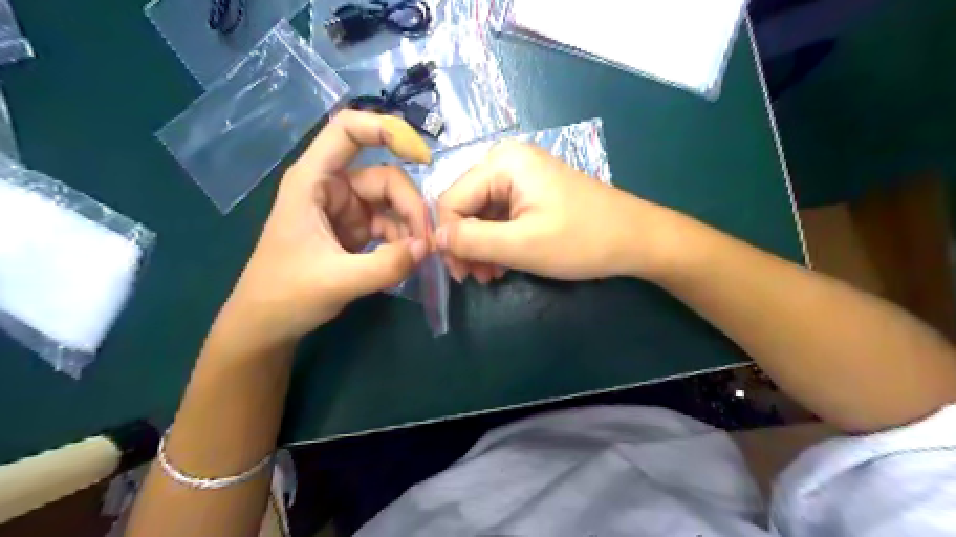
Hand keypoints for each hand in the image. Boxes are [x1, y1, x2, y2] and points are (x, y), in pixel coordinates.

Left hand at [217, 111, 430, 350]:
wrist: (267, 326)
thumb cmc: (285, 295)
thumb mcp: (338, 281)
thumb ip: (386, 265)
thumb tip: (427, 247)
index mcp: (313, 181)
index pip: (348, 130)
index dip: (386, 130)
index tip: (423, 157)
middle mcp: (331, 187)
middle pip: (384, 177)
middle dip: (410, 206)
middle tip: (427, 241)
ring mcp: (345, 210)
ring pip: (391, 203)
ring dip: (410, 226)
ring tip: (420, 255)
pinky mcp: (354, 231)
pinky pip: (389, 225)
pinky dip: (403, 240)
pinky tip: (408, 260)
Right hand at [436, 142, 670, 285]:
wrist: (636, 238)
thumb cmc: (582, 240)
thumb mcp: (522, 246)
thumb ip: (472, 241)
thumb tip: (436, 239)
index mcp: (503, 162)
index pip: (451, 199)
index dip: (448, 238)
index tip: (459, 274)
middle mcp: (507, 160)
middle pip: (465, 204)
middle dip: (466, 244)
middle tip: (476, 278)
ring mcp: (521, 175)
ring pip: (481, 213)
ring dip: (481, 246)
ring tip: (491, 275)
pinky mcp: (532, 191)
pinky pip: (500, 215)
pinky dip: (497, 241)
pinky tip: (503, 263)